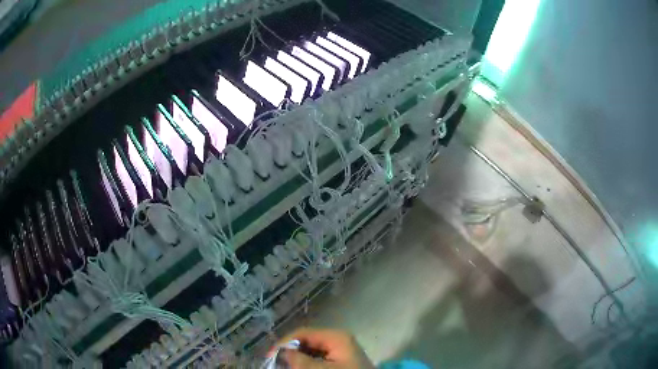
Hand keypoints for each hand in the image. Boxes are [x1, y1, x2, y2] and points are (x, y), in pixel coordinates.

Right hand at [277, 328, 374, 368]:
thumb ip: (300, 360)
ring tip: (286, 367)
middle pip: (307, 342)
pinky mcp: (341, 361)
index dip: (284, 343)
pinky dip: (308, 364)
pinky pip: (320, 359)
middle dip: (291, 352)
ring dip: (299, 359)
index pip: (303, 333)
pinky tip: (301, 368)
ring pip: (312, 351)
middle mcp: (338, 340)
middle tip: (276, 364)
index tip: (270, 356)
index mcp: (336, 337)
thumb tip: (284, 352)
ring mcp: (340, 351)